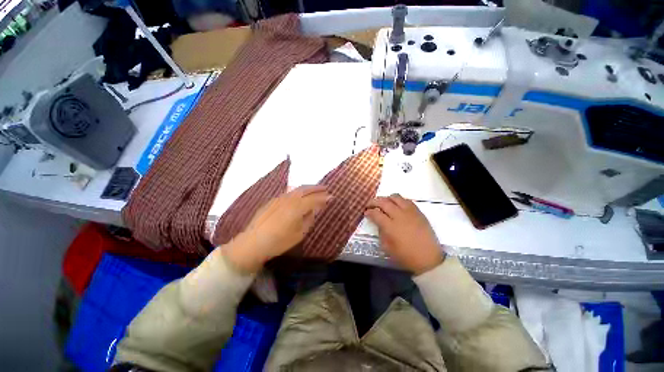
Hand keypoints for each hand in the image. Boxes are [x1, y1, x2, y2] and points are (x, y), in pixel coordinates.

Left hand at [223, 185, 330, 271]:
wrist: (253, 242)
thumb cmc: (279, 241)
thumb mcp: (299, 234)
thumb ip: (309, 219)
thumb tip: (314, 209)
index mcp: (297, 207)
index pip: (314, 199)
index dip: (324, 197)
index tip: (331, 196)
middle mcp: (289, 199)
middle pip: (305, 189)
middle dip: (317, 188)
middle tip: (326, 188)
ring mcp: (280, 198)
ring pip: (296, 189)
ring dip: (307, 188)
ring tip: (315, 189)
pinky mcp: (273, 200)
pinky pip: (289, 193)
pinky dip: (298, 191)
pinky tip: (299, 195)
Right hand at [365, 194, 444, 274]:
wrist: (429, 258)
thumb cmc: (406, 256)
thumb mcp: (387, 248)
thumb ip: (381, 233)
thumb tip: (379, 223)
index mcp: (390, 226)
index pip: (375, 213)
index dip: (368, 212)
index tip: (366, 213)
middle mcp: (399, 216)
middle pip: (383, 202)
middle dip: (373, 201)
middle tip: (370, 204)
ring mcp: (410, 212)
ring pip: (395, 197)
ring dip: (386, 198)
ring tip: (384, 203)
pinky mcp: (418, 212)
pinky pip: (407, 200)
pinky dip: (399, 200)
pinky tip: (397, 206)